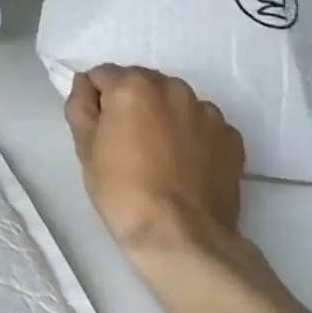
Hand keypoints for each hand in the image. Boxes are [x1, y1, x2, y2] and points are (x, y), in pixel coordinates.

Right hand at [64, 66, 244, 258]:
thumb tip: (85, 86)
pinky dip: (190, 134)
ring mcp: (207, 112)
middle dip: (130, 102)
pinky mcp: (231, 137)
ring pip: (173, 101)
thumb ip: (79, 105)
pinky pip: (201, 124)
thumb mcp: (84, 147)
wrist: (181, 237)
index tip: (97, 128)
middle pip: (141, 82)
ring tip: (157, 154)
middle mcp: (173, 88)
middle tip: (125, 141)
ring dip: (161, 115)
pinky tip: (183, 164)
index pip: (102, 75)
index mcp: (132, 86)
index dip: (94, 99)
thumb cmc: (122, 190)